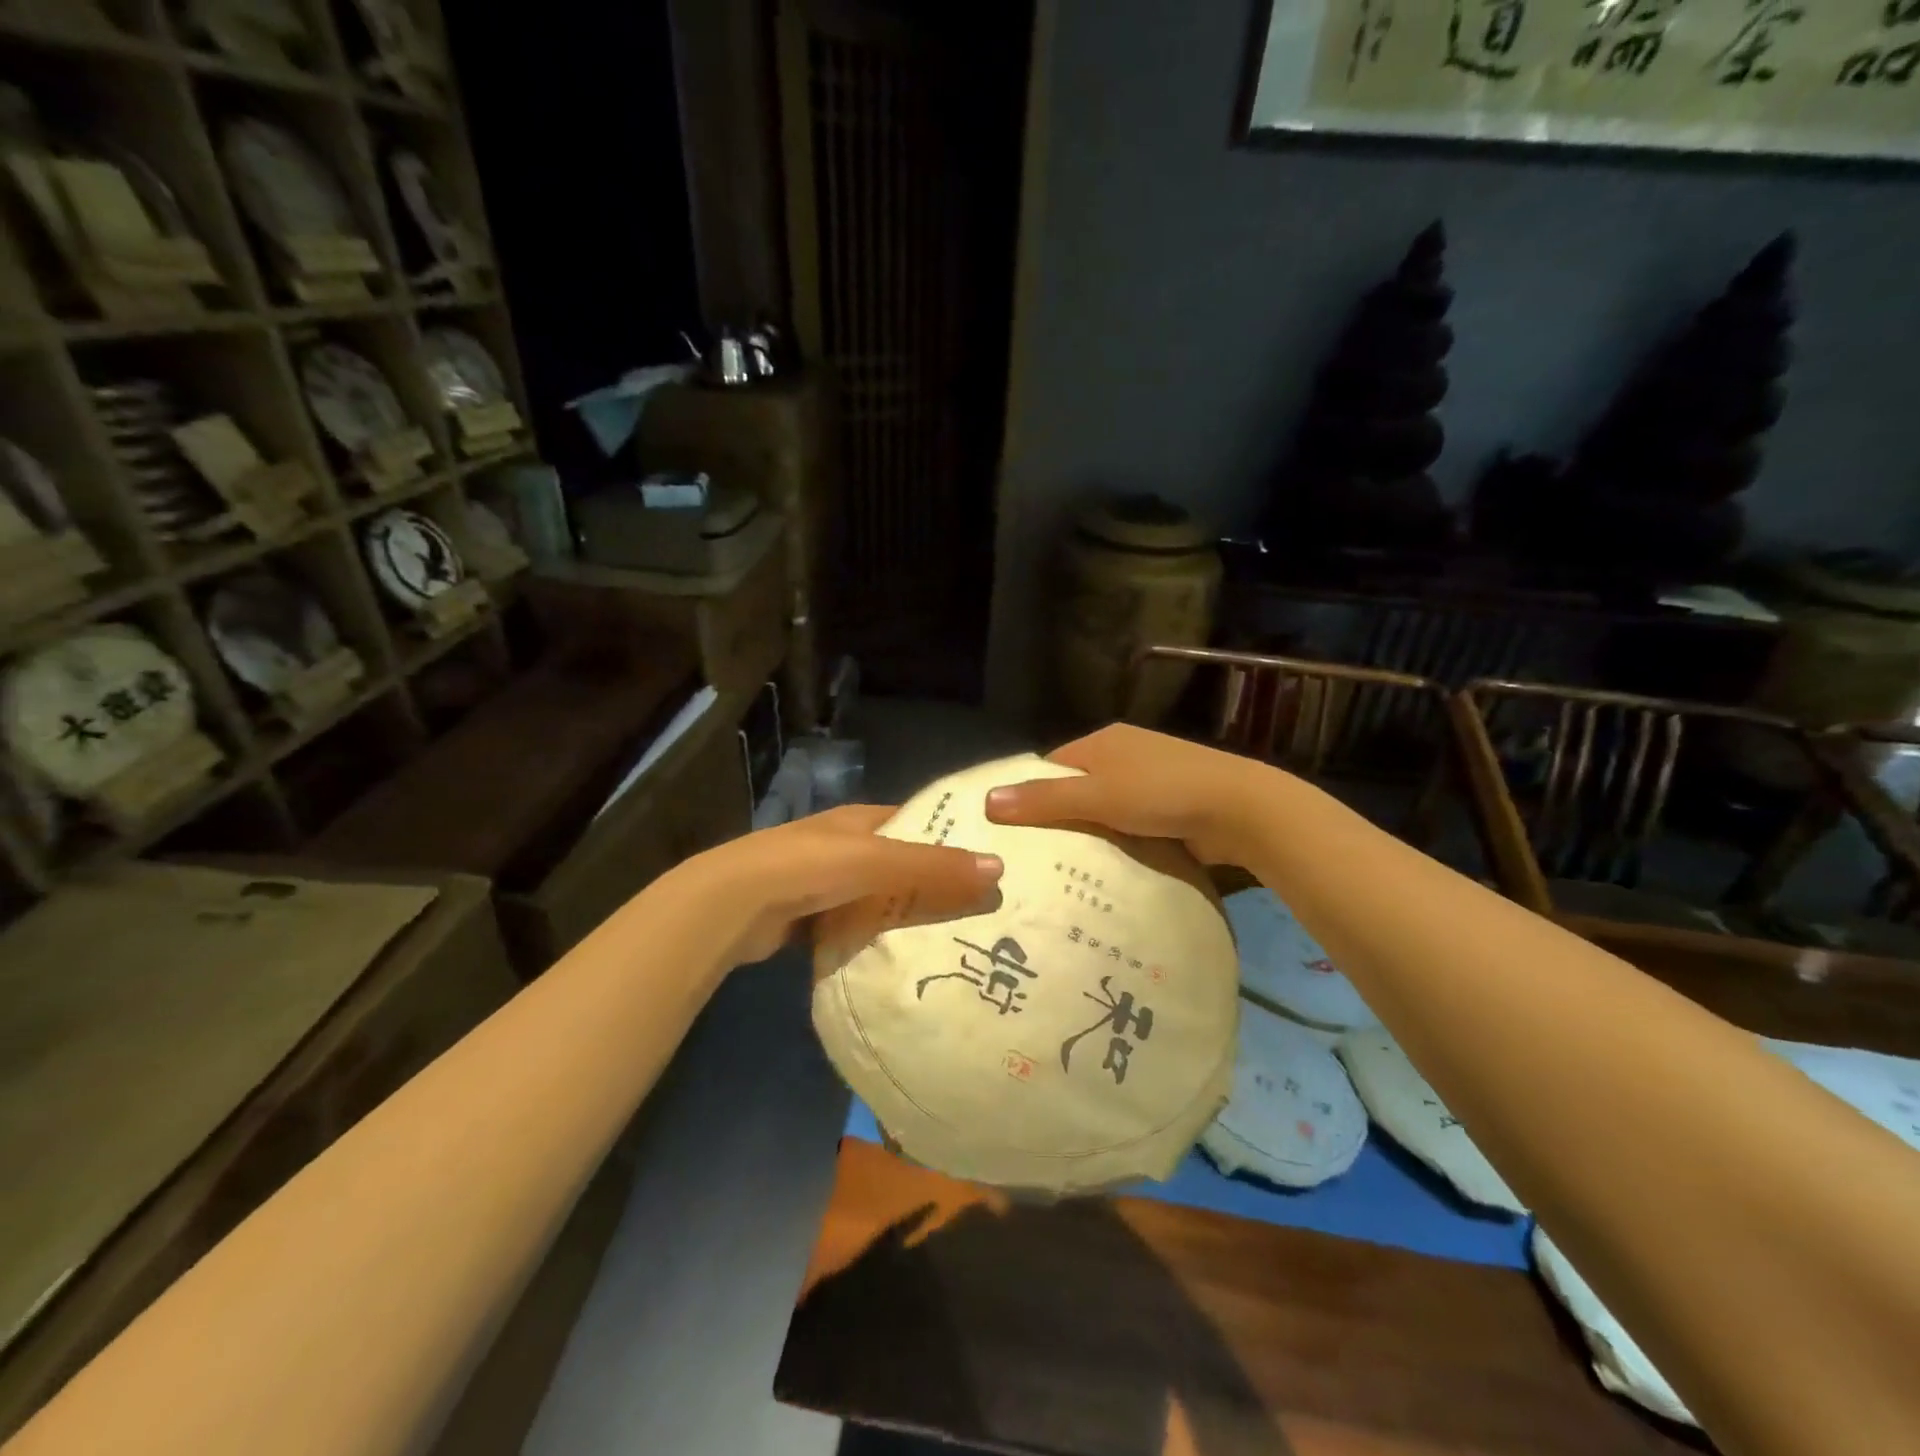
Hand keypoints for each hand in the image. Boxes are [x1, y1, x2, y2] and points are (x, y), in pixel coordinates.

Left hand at [677, 805, 1003, 965]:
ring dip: (904, 913)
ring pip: (877, 897)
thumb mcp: (878, 861)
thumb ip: (935, 867)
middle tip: (979, 909)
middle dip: (932, 882)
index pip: (916, 822)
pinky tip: (899, 958)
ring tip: (951, 938)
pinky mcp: (808, 917)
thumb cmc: (810, 867)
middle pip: (899, 863)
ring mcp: (822, 882)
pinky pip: (853, 925)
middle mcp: (843, 845)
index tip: (987, 861)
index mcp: (859, 820)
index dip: (949, 837)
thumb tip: (999, 867)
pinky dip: (873, 937)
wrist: (734, 904)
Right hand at [983, 724, 1274, 866]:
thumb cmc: (1161, 793)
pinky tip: (1105, 868)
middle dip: (1059, 817)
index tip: (1011, 829)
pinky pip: (1130, 825)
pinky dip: (1118, 842)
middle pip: (1077, 787)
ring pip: (1105, 809)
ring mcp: (1152, 780)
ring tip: (1062, 870)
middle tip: (1032, 857)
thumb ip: (1043, 799)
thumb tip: (987, 801)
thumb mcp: (1096, 795)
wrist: (1239, 809)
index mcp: (1105, 739)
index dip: (1030, 792)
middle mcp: (1126, 753)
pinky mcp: (1172, 807)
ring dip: (1091, 833)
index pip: (1052, 765)